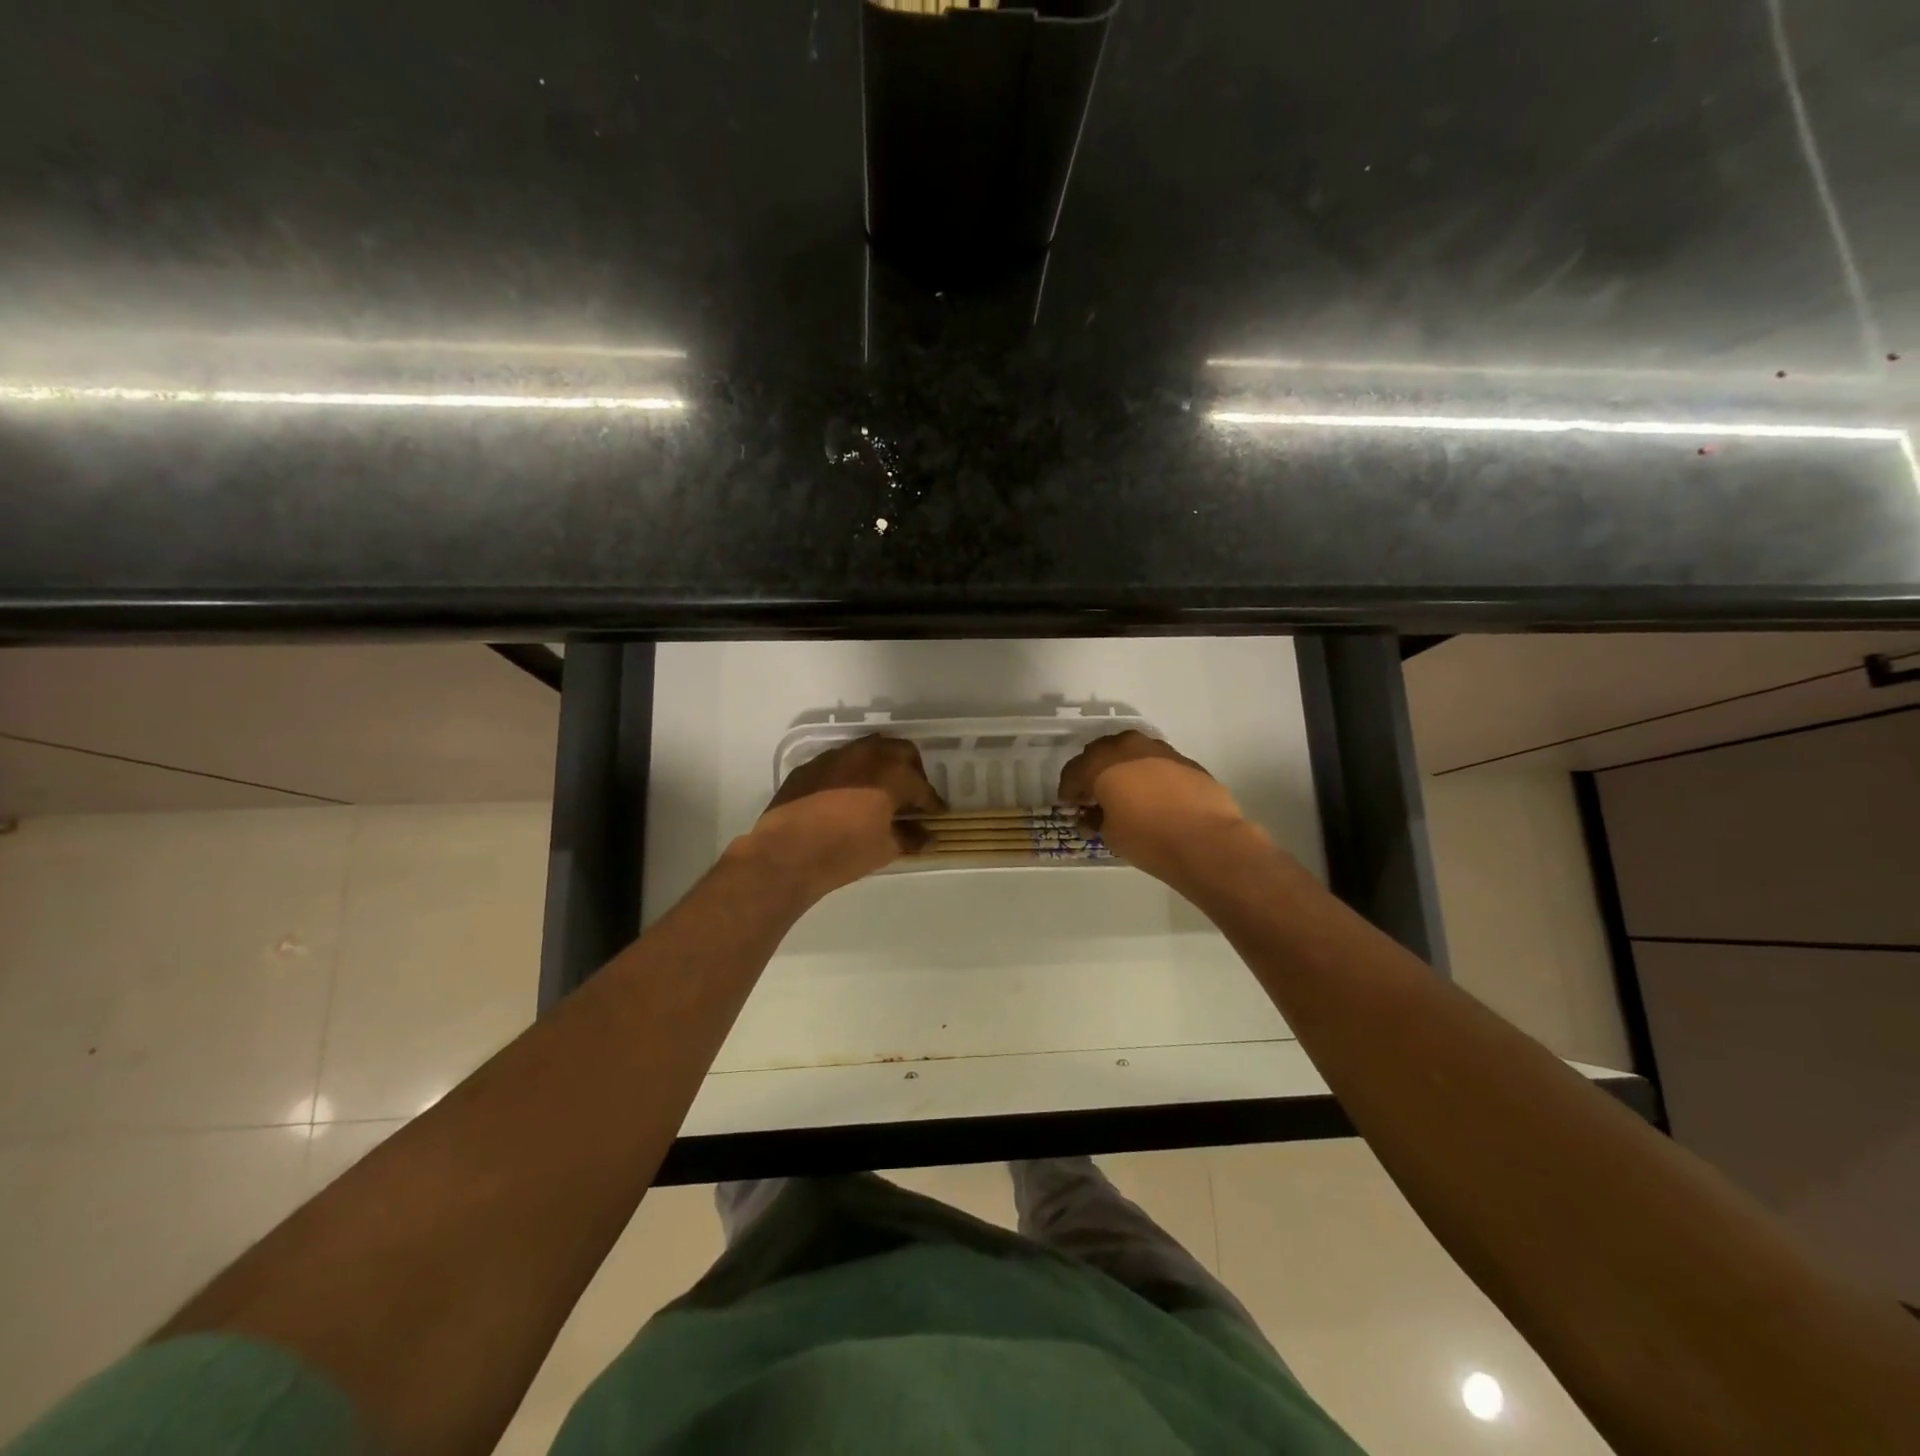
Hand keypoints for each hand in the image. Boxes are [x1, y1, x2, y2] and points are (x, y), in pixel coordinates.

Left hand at [742, 734, 946, 901]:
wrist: (786, 852)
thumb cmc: (844, 851)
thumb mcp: (884, 849)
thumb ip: (910, 838)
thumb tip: (928, 838)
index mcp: (892, 774)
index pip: (922, 787)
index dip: (933, 803)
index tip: (937, 814)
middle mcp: (867, 755)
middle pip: (900, 752)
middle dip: (912, 771)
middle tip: (911, 795)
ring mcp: (835, 757)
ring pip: (868, 750)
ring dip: (880, 767)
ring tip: (880, 792)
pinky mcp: (810, 766)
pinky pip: (840, 763)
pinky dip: (851, 774)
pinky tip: (846, 796)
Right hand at [1056, 730, 1257, 884]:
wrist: (1207, 840)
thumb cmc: (1147, 838)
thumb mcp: (1110, 834)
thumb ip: (1095, 818)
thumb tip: (1092, 815)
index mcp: (1101, 762)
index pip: (1073, 771)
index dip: (1068, 790)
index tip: (1069, 806)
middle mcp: (1128, 747)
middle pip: (1100, 754)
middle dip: (1093, 773)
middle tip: (1093, 797)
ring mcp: (1159, 750)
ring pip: (1130, 753)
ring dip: (1122, 770)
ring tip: (1124, 795)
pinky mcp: (1185, 760)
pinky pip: (1155, 763)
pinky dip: (1147, 775)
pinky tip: (1153, 797)